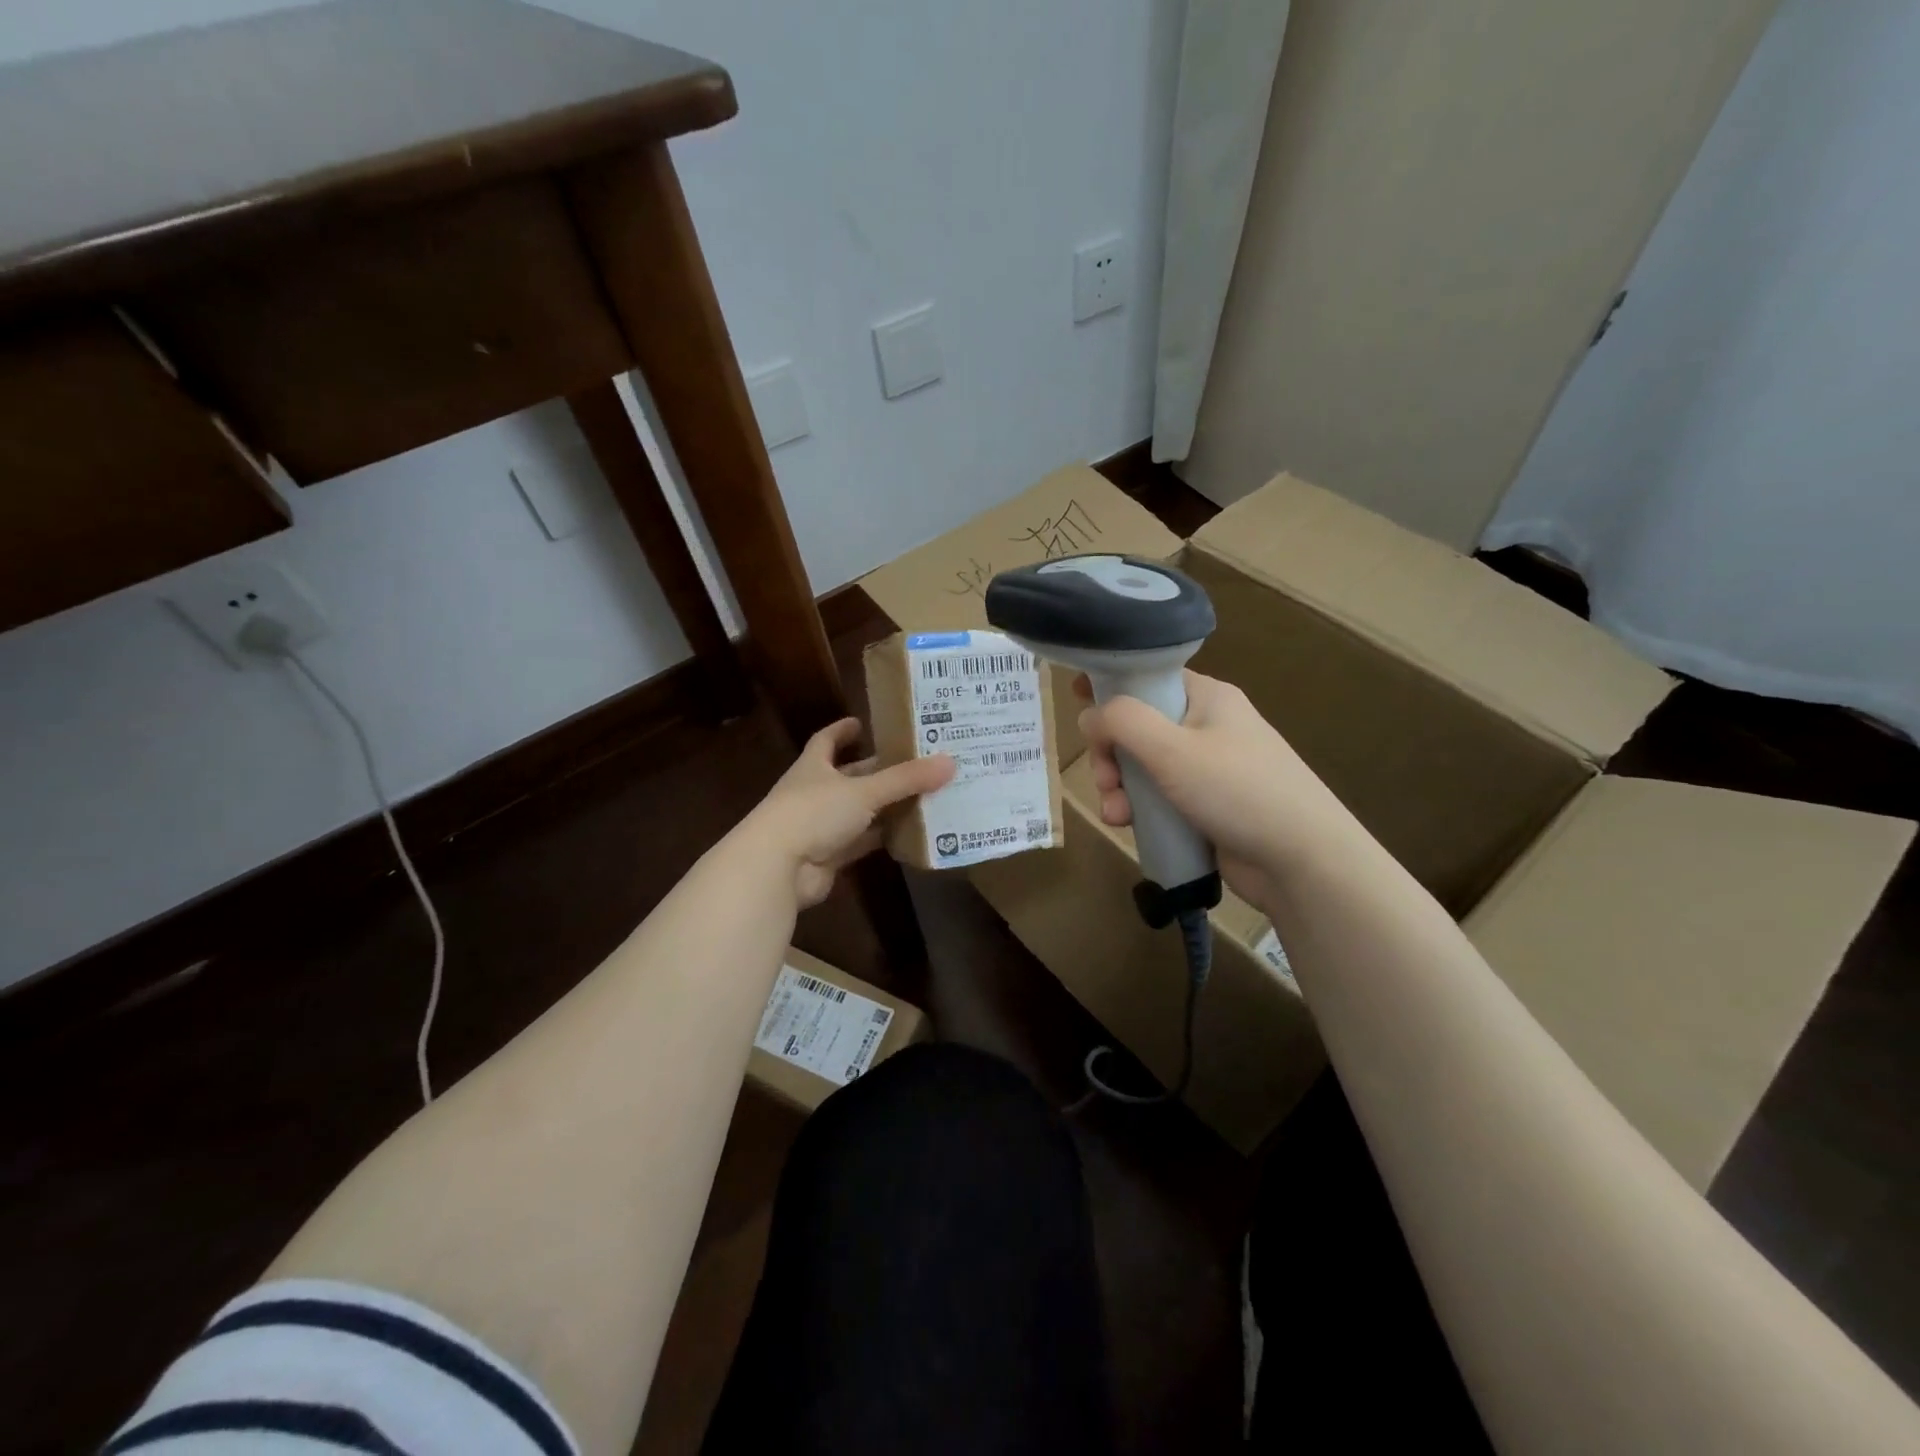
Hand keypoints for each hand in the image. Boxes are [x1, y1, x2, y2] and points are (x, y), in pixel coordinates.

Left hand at [741, 718, 954, 907]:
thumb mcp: (864, 791)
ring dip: (884, 807)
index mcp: (814, 767)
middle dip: (877, 771)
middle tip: (913, 763)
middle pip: (849, 778)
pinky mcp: (828, 857)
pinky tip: (909, 834)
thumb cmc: (814, 813)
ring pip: (859, 812)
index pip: (826, 741)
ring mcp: (820, 827)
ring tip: (922, 796)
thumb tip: (950, 762)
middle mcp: (815, 793)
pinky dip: (881, 838)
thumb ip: (906, 779)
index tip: (860, 722)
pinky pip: (861, 843)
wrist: (777, 868)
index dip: (841, 731)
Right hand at [1076, 671, 1362, 910]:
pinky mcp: (1206, 806)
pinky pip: (1159, 797)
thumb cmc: (1237, 790)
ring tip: (1117, 814)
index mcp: (1207, 697)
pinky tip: (1128, 826)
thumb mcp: (1172, 749)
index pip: (1149, 677)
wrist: (1302, 860)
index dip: (1111, 684)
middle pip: (1138, 726)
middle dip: (1110, 753)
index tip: (1076, 697)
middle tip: (1104, 778)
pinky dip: (1139, 808)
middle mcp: (1207, 727)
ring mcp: (1208, 768)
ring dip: (1120, 786)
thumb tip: (1090, 714)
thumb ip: (1123, 722)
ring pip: (1144, 766)